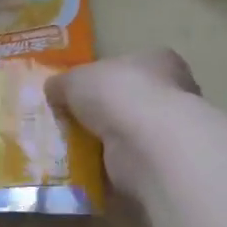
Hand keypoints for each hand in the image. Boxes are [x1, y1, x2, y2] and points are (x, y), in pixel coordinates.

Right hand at [48, 50, 200, 196]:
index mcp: (156, 61)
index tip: (79, 91)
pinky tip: (84, 165)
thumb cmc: (116, 94)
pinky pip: (127, 160)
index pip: (129, 64)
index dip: (102, 76)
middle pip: (129, 99)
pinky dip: (108, 164)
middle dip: (102, 112)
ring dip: (104, 140)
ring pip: (128, 132)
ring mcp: (170, 130)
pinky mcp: (163, 162)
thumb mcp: (74, 79)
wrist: (146, 144)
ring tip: (70, 146)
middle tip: (70, 121)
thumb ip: (62, 83)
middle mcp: (172, 92)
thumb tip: (54, 90)